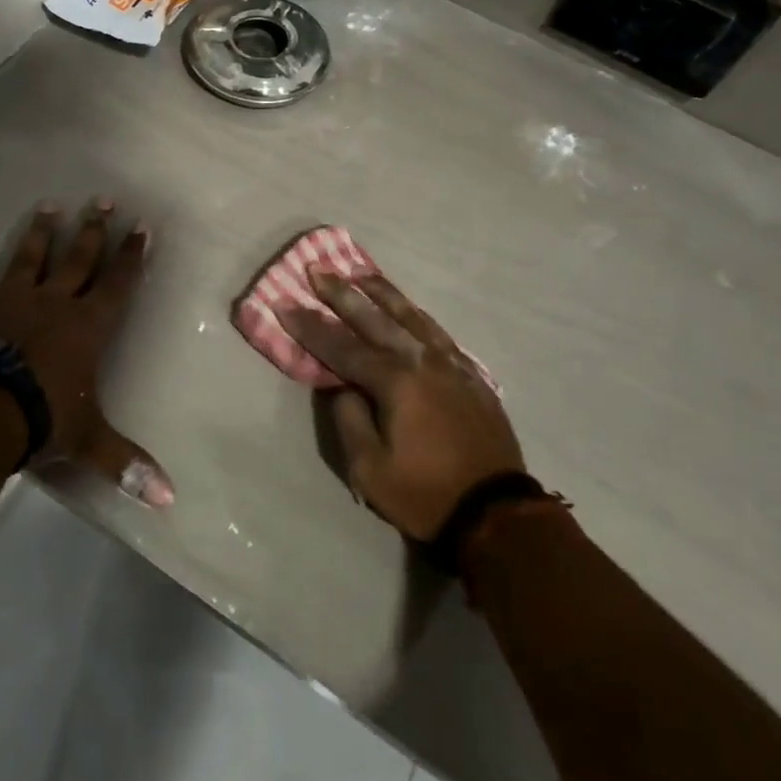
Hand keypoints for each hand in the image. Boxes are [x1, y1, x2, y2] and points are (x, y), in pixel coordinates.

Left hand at [0, 199, 173, 506]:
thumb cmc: (42, 418)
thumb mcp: (88, 441)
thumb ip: (125, 463)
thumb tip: (169, 500)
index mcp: (87, 326)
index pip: (117, 283)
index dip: (131, 255)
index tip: (141, 226)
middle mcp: (53, 302)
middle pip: (78, 258)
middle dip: (93, 230)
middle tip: (103, 199)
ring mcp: (9, 300)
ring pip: (29, 257)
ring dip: (40, 232)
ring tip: (49, 204)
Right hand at [278, 271, 523, 540]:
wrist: (496, 511)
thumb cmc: (425, 494)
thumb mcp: (370, 469)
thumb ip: (349, 419)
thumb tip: (341, 385)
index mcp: (395, 382)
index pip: (342, 347)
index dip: (311, 326)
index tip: (285, 302)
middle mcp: (422, 361)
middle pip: (375, 319)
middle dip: (342, 294)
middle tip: (318, 269)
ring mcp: (451, 364)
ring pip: (410, 316)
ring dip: (382, 293)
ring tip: (360, 274)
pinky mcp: (470, 374)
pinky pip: (437, 332)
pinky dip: (416, 314)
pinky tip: (408, 309)